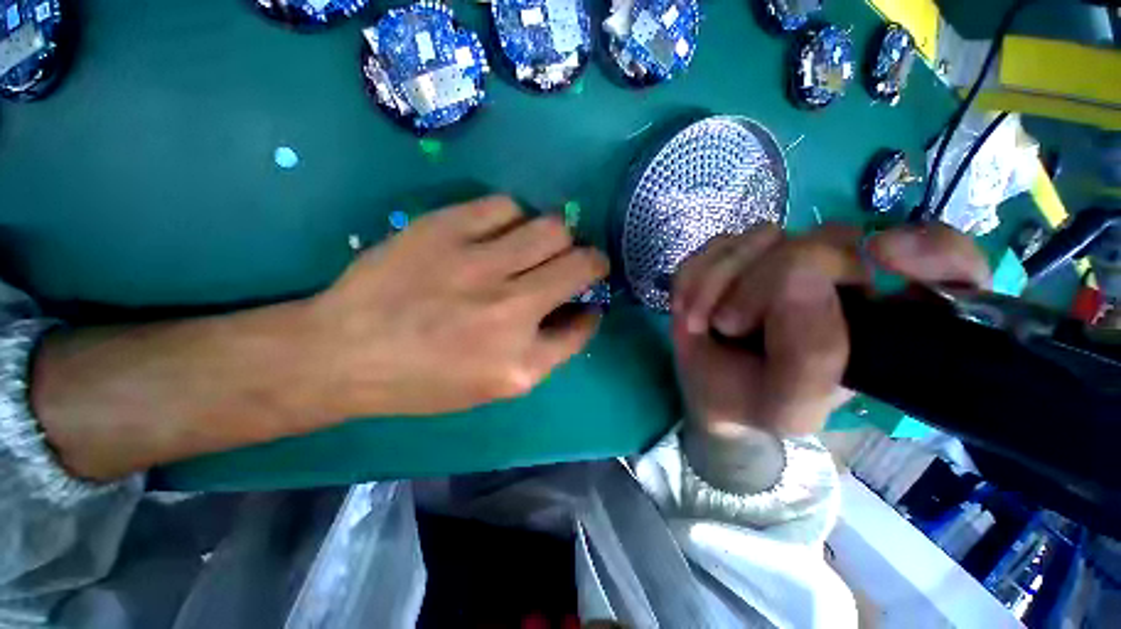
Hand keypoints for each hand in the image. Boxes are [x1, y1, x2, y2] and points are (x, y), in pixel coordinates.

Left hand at [305, 195, 608, 416]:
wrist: (344, 353)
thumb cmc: (424, 380)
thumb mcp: (495, 386)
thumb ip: (546, 351)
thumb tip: (580, 311)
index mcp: (520, 361)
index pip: (583, 324)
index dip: (592, 309)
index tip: (586, 301)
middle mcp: (509, 310)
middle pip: (582, 264)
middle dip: (592, 262)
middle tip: (576, 264)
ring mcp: (477, 265)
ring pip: (552, 228)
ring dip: (556, 238)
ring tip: (536, 247)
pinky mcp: (445, 229)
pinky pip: (506, 206)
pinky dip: (515, 218)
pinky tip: (501, 232)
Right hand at [672, 223, 989, 438]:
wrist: (709, 389)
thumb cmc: (756, 400)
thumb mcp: (792, 404)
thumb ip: (813, 357)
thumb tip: (799, 275)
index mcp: (880, 319)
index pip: (948, 264)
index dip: (931, 252)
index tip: (885, 258)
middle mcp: (842, 276)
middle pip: (826, 240)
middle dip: (763, 283)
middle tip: (729, 325)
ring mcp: (784, 257)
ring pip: (761, 237)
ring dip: (718, 283)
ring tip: (701, 322)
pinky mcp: (737, 254)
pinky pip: (716, 246)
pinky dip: (695, 278)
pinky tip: (691, 308)